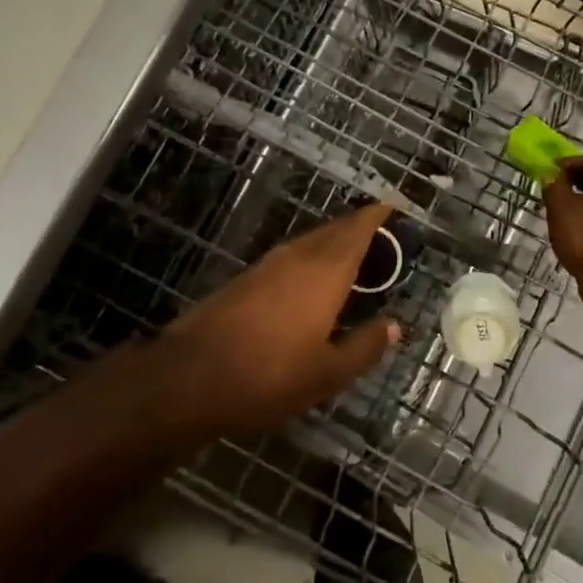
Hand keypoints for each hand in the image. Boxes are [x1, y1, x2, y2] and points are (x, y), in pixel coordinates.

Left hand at [162, 202, 401, 438]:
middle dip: (355, 226)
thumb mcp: (327, 373)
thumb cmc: (268, 375)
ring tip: (350, 253)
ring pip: (308, 241)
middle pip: (333, 230)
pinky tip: (309, 279)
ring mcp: (267, 265)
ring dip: (331, 241)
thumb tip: (394, 325)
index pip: (356, 230)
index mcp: (325, 272)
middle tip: (378, 230)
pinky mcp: (244, 279)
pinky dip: (309, 257)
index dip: (375, 216)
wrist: (189, 377)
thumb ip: (364, 346)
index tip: (391, 206)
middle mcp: (297, 257)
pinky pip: (289, 256)